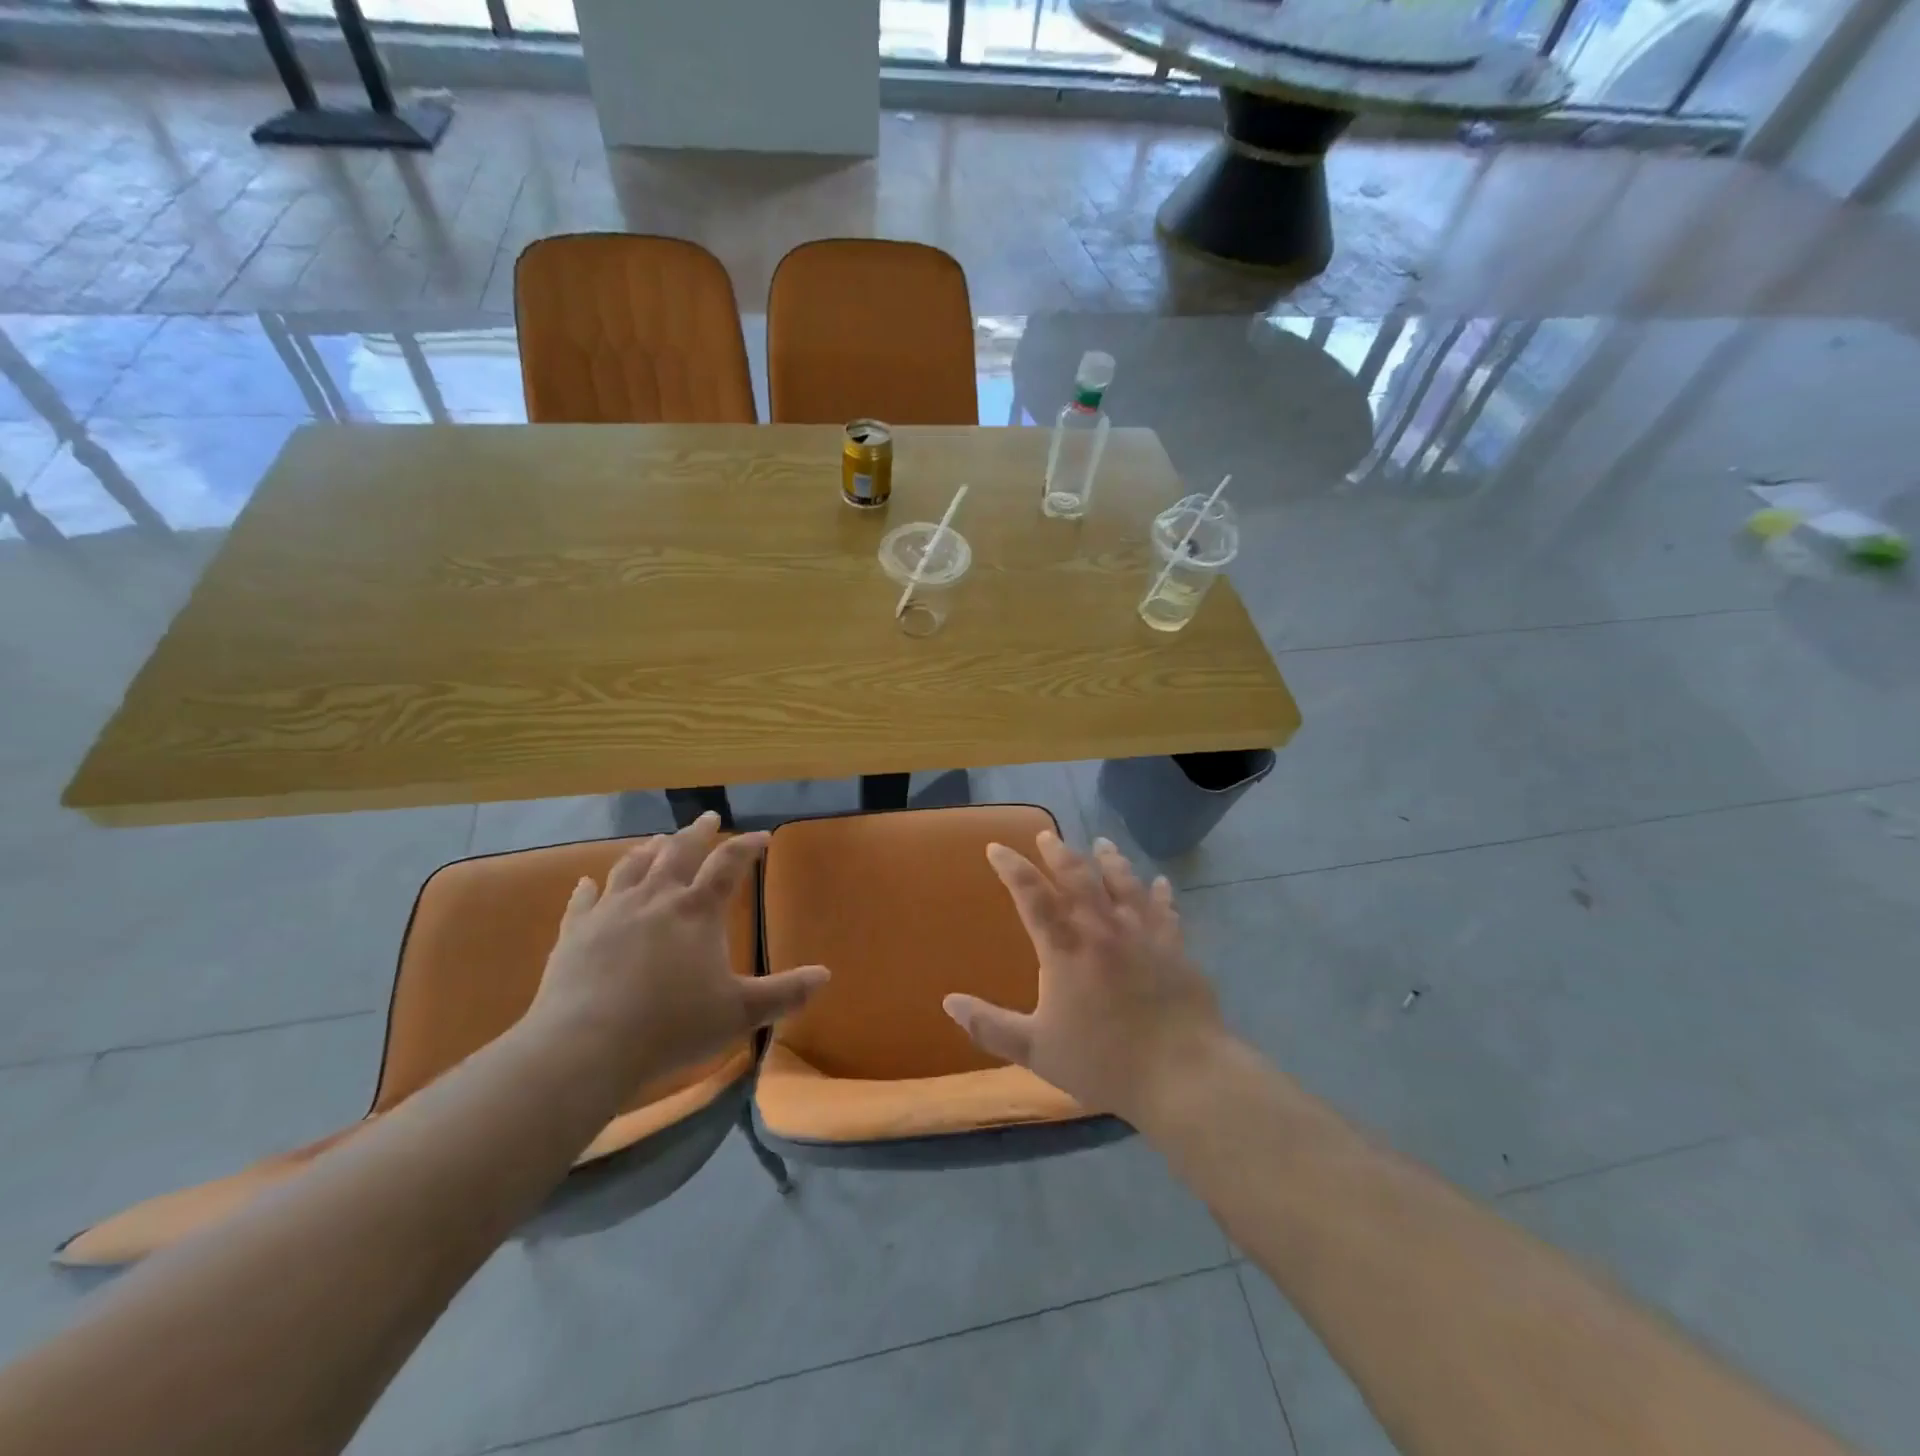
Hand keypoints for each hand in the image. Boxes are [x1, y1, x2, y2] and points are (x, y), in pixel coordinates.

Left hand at [524, 813, 828, 1092]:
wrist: (586, 1046)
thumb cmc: (672, 1026)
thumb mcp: (739, 1013)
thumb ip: (784, 993)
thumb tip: (825, 975)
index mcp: (697, 911)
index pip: (728, 864)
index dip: (748, 846)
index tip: (762, 836)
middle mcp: (655, 898)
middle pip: (679, 852)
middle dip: (696, 833)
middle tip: (708, 818)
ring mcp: (611, 912)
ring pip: (632, 867)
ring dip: (648, 850)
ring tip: (657, 840)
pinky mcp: (575, 933)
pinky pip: (583, 901)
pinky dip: (588, 888)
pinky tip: (586, 882)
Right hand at [942, 831, 1225, 1122]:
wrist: (1181, 1074)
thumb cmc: (1103, 1062)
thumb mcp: (1037, 1050)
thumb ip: (991, 1026)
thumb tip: (949, 1002)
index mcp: (1065, 950)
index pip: (1032, 897)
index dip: (1012, 869)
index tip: (997, 847)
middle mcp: (1102, 930)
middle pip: (1077, 878)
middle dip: (1058, 853)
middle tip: (1046, 835)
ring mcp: (1143, 934)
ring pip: (1123, 883)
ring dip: (1110, 860)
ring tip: (1102, 843)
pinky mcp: (1175, 948)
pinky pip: (1165, 910)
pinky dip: (1160, 893)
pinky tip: (1160, 882)